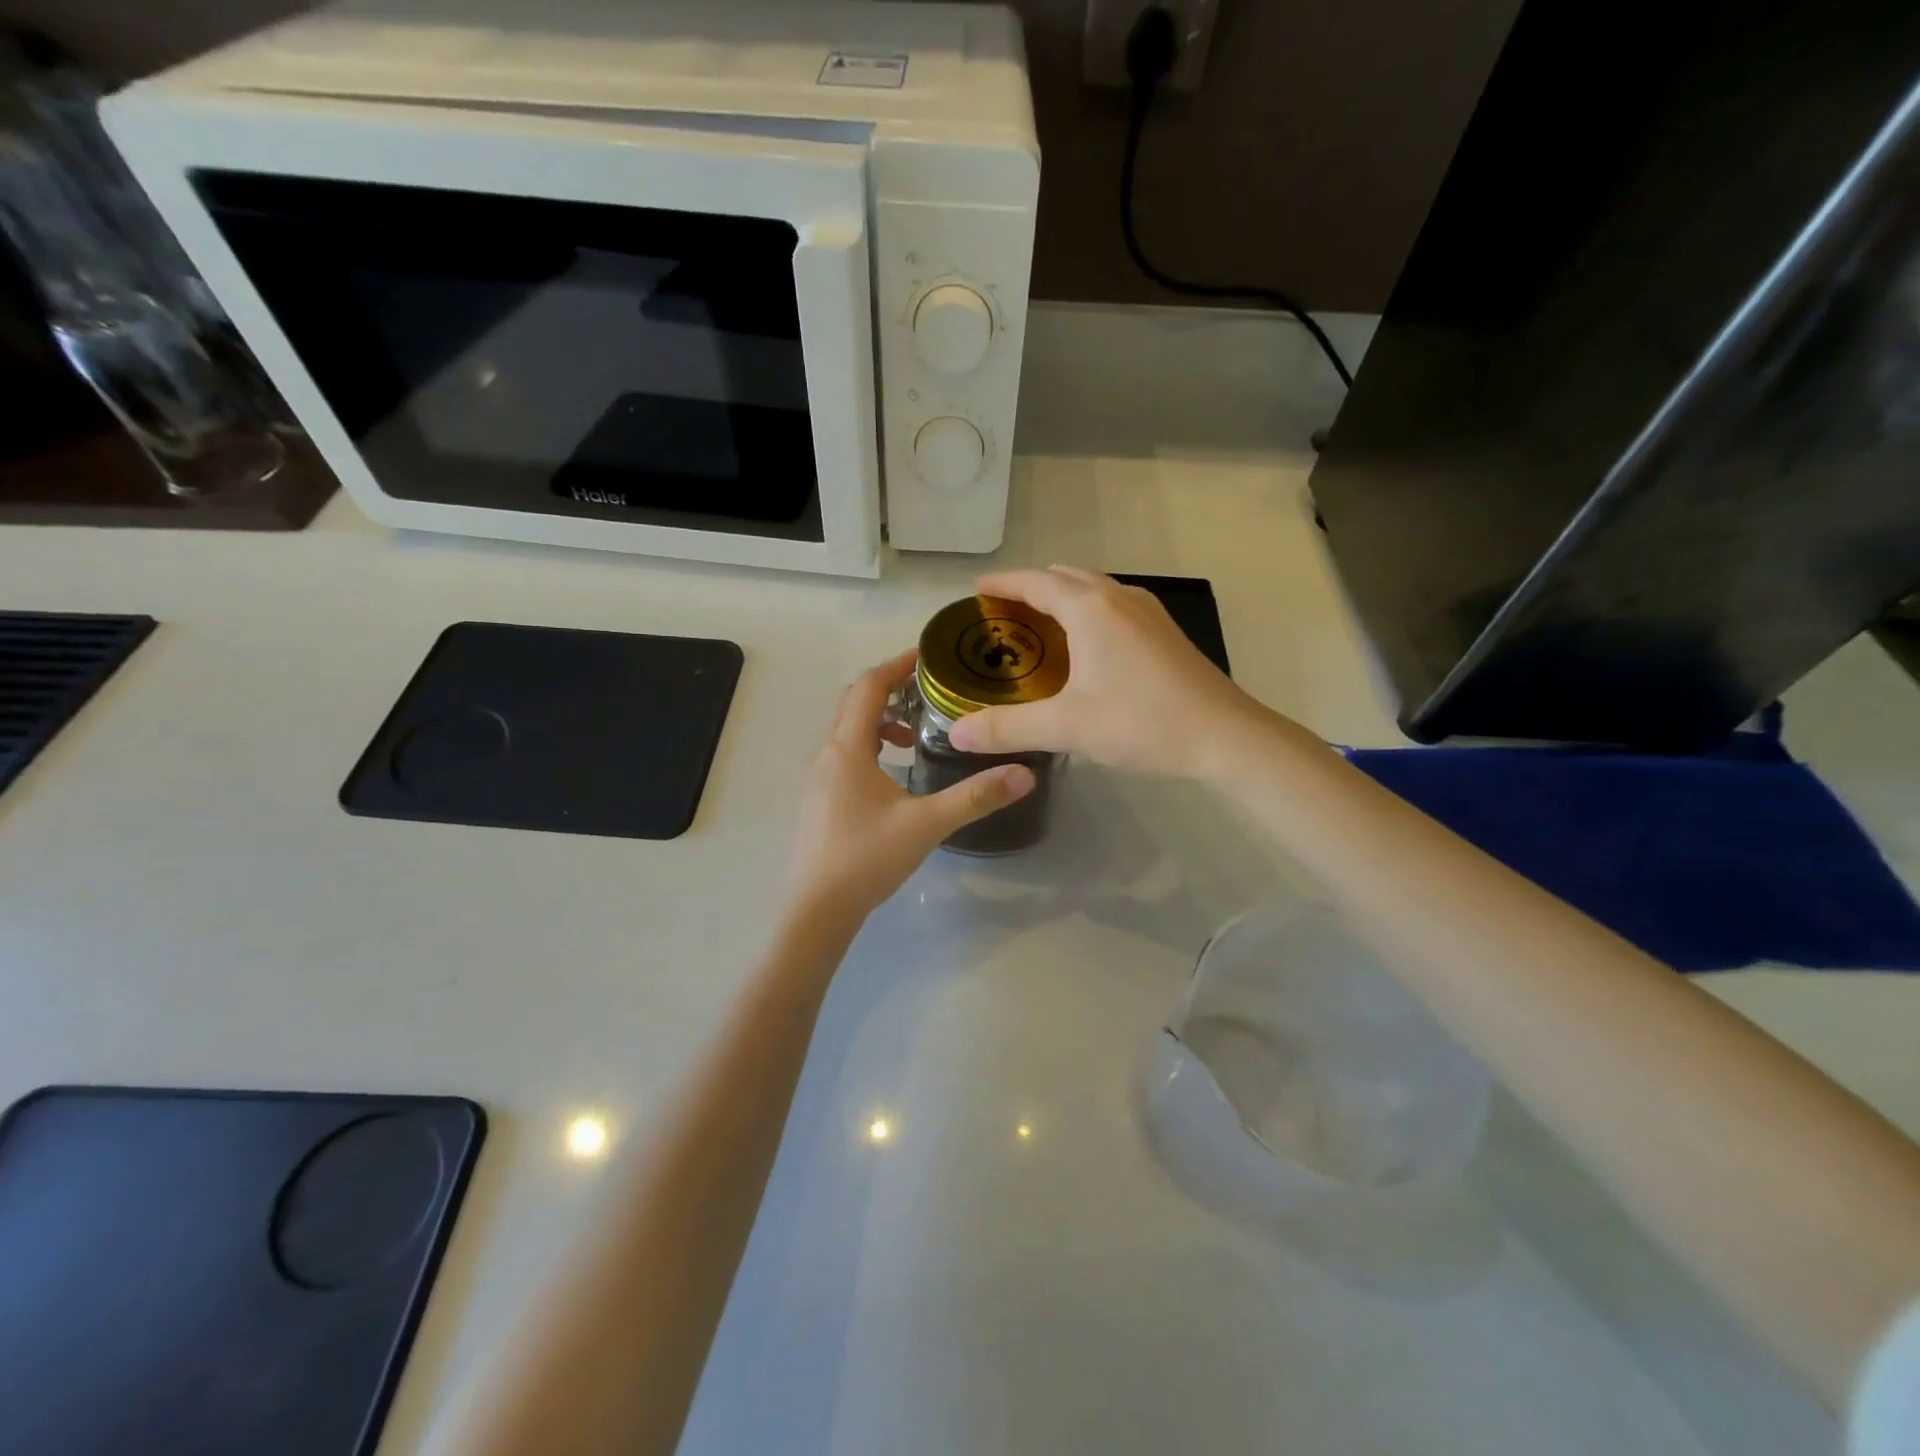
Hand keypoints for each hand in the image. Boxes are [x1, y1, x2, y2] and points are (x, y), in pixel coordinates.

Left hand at [786, 650, 1035, 924]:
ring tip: (917, 734)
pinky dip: (870, 745)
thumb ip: (976, 797)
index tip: (929, 655)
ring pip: (847, 729)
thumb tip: (1025, 773)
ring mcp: (818, 778)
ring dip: (880, 719)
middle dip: (890, 688)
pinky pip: (844, 753)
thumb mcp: (927, 825)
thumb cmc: (867, 859)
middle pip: (854, 701)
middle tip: (930, 689)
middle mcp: (827, 754)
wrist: (817, 909)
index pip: (869, 686)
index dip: (898, 664)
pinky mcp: (819, 799)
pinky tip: (895, 773)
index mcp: (847, 748)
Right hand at [948, 567, 1290, 779]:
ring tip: (1039, 624)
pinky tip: (1087, 645)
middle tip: (1002, 613)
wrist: (1226, 737)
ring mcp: (1148, 612)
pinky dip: (1088, 611)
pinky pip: (1114, 605)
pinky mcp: (1165, 633)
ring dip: (1063, 597)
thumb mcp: (1066, 727)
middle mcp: (1119, 598)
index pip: (1035, 583)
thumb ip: (1007, 728)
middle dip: (1031, 588)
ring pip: (1094, 589)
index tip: (976, 590)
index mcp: (1091, 609)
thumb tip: (955, 733)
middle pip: (1066, 578)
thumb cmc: (1143, 723)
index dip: (1003, 584)